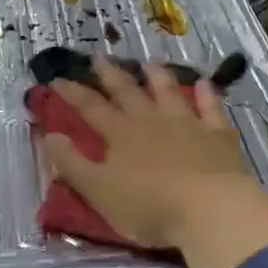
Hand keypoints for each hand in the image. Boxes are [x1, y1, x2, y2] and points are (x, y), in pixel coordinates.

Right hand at [42, 57, 267, 267]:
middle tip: (99, 57)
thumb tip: (49, 135)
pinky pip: (211, 109)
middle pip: (127, 92)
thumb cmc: (149, 206)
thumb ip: (72, 163)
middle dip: (111, 74)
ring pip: (169, 92)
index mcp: (120, 134)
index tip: (57, 78)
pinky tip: (205, 83)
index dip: (72, 93)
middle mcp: (152, 121)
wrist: (211, 210)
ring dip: (158, 76)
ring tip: (150, 61)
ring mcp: (188, 124)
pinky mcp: (218, 137)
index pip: (90, 107)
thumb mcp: (98, 191)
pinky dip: (207, 95)